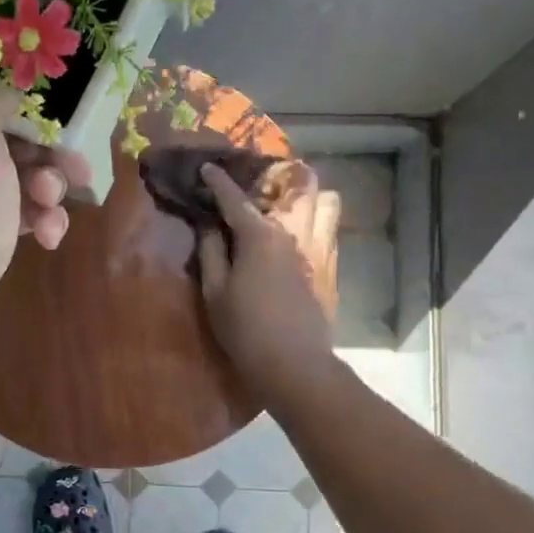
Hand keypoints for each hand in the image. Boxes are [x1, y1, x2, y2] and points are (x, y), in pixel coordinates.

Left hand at [0, 75, 92, 352]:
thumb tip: (4, 66)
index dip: (4, 76)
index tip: (43, 85)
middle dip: (41, 148)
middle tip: (73, 164)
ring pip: (13, 167)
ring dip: (44, 186)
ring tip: (51, 207)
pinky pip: (11, 203)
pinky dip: (33, 216)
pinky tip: (47, 237)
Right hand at [196, 162, 333, 400]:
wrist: (293, 364)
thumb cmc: (244, 328)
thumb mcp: (214, 291)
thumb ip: (210, 252)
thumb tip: (208, 225)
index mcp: (258, 235)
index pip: (233, 199)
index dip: (217, 182)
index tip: (207, 167)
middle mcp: (290, 232)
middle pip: (283, 192)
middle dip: (265, 179)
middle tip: (246, 184)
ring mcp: (314, 248)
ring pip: (320, 203)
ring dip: (302, 194)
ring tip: (282, 201)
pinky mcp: (327, 266)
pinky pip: (327, 229)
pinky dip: (314, 219)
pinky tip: (298, 231)